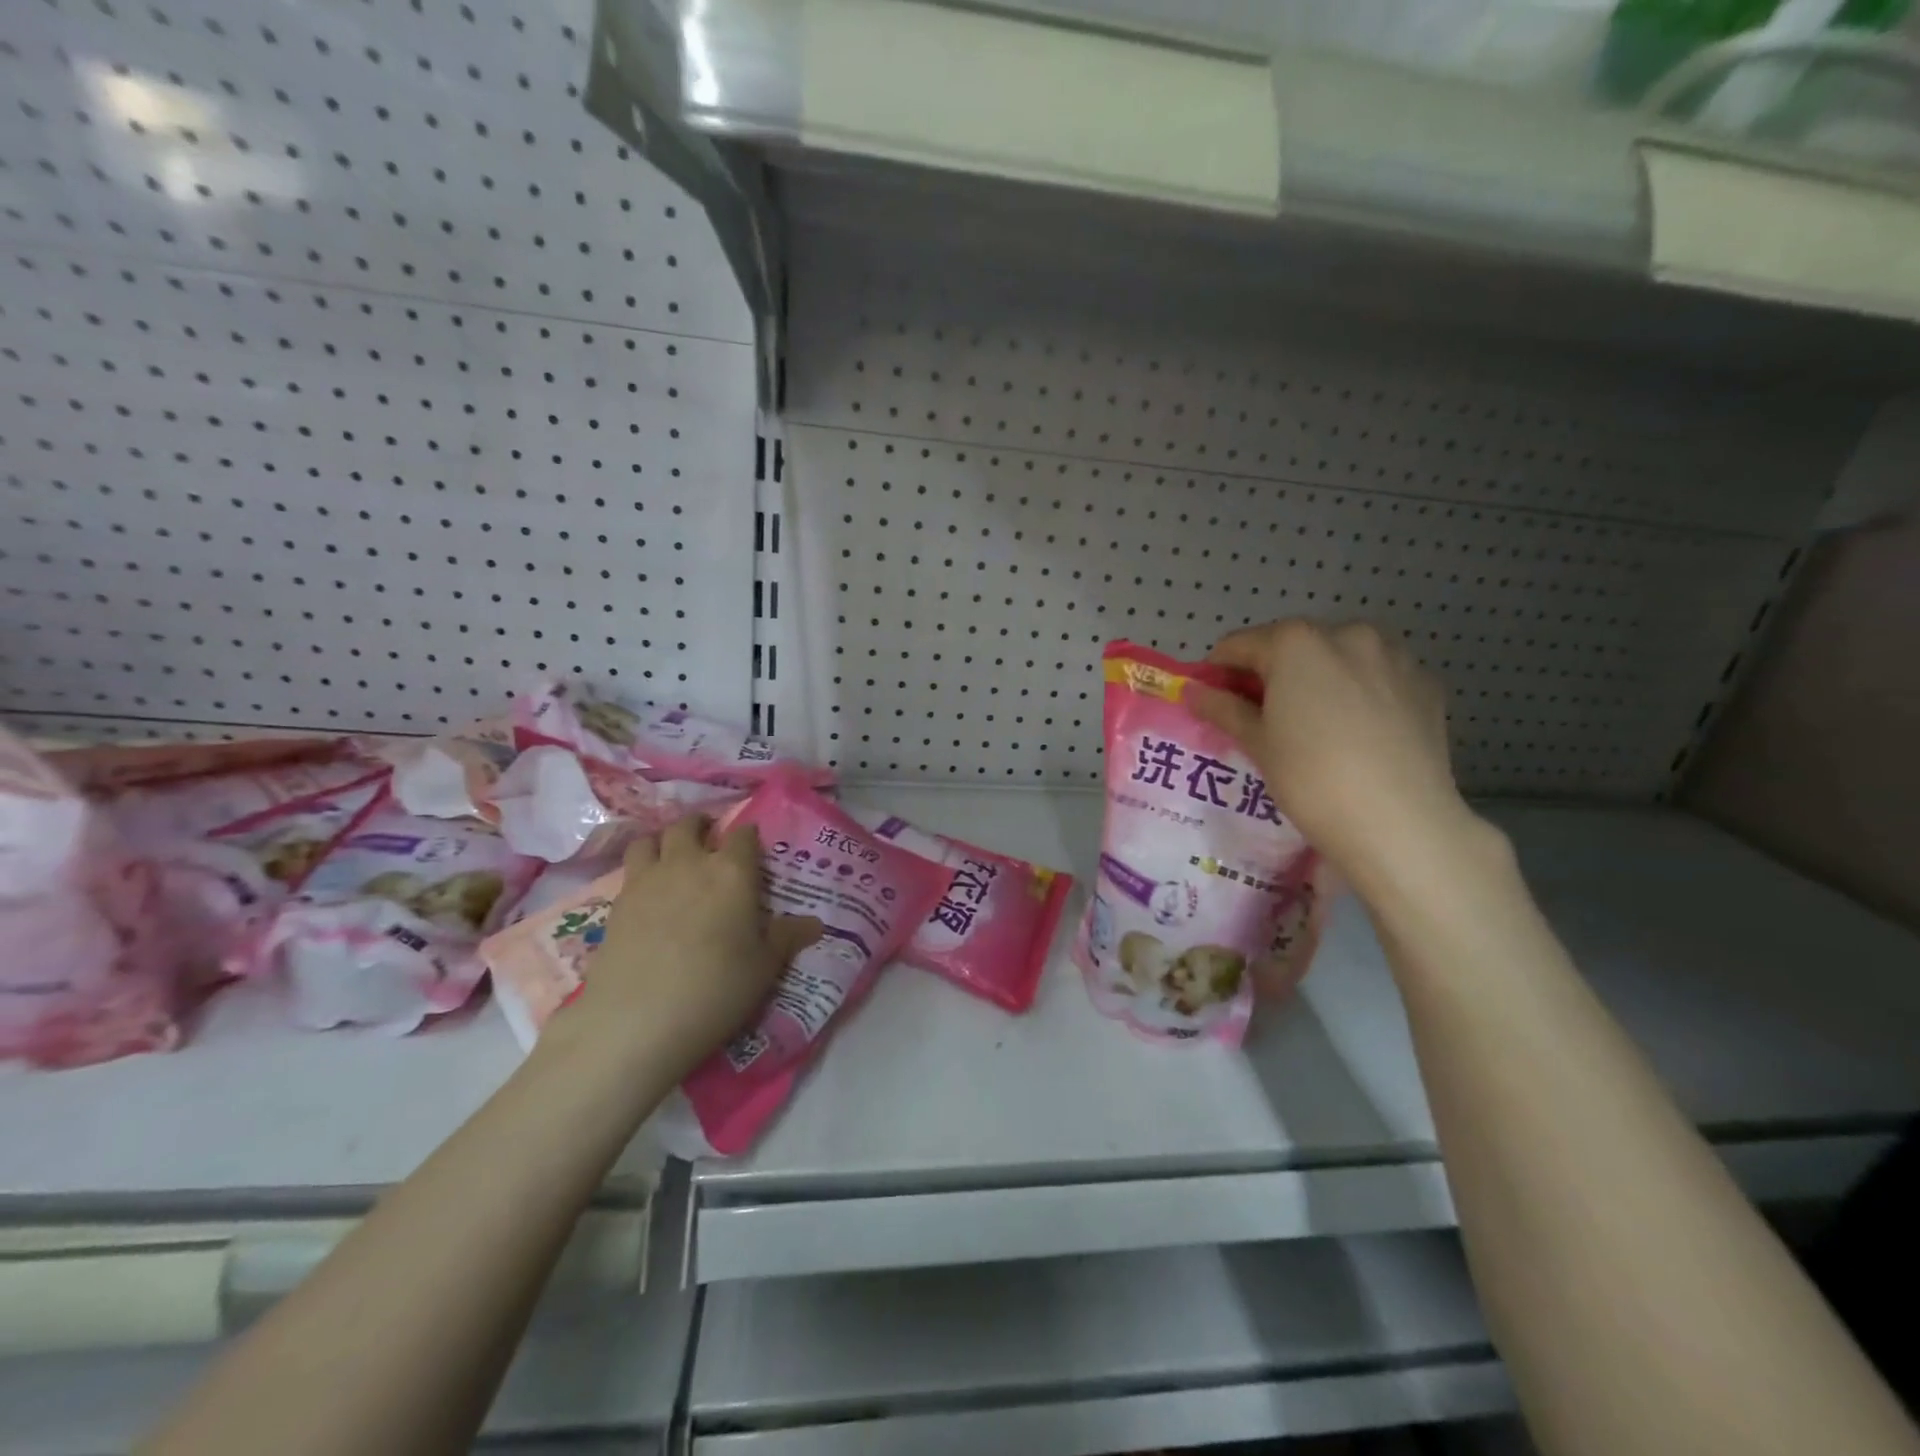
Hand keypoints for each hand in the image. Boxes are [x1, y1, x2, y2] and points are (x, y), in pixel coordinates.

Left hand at [561, 815, 820, 1085]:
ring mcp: (647, 880)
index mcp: (732, 872)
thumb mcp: (764, 967)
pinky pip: (629, 869)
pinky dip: (641, 869)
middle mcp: (689, 863)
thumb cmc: (716, 988)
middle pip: (689, 825)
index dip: (749, 837)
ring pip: (651, 839)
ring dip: (664, 840)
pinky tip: (648, 893)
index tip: (753, 848)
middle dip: (702, 826)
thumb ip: (787, 937)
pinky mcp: (617, 903)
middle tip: (710, 840)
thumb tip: (816, 924)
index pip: (744, 835)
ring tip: (672, 856)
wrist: (637, 1020)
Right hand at [1189, 620, 1483, 895]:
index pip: (1240, 645)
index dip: (1219, 672)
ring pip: (1339, 658)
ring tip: (1316, 726)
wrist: (1400, 823)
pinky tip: (1358, 733)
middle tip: (1264, 718)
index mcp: (1296, 642)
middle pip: (1293, 646)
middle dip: (1273, 674)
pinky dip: (1360, 693)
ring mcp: (1394, 655)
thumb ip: (1223, 708)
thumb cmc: (1311, 778)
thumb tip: (1194, 692)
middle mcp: (1347, 633)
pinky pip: (1378, 678)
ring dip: (1319, 679)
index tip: (1214, 701)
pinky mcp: (1426, 683)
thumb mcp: (1257, 743)